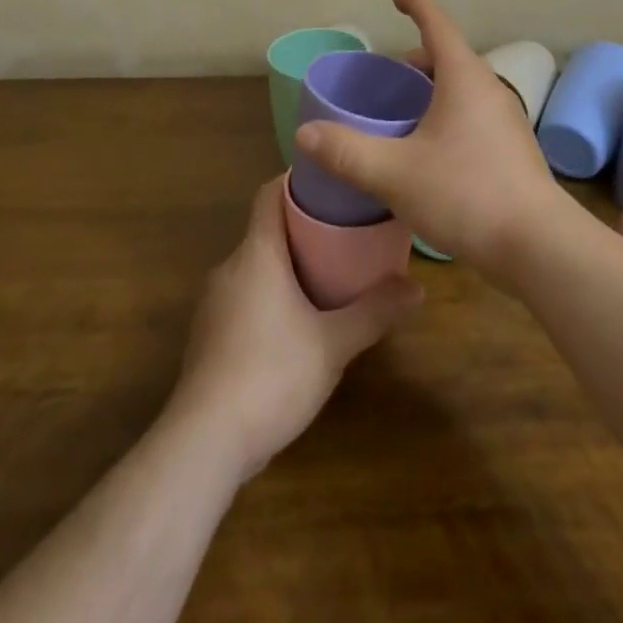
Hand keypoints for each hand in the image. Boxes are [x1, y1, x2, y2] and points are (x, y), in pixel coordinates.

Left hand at [170, 179, 421, 479]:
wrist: (204, 442)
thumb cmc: (271, 375)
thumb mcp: (333, 344)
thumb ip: (375, 312)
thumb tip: (418, 288)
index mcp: (257, 254)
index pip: (269, 194)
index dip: (297, 181)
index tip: (331, 182)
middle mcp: (229, 268)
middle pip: (266, 230)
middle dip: (302, 227)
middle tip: (345, 232)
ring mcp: (213, 303)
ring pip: (254, 266)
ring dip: (286, 264)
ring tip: (327, 273)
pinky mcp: (208, 335)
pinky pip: (243, 296)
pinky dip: (269, 294)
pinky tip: (295, 321)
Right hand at [294, 0, 575, 278]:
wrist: (538, 245)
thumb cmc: (466, 194)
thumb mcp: (395, 173)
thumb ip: (347, 151)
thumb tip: (305, 134)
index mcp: (464, 77)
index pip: (437, 24)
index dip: (416, 4)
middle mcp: (490, 89)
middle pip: (449, 58)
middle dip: (415, 60)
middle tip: (385, 76)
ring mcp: (506, 120)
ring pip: (462, 89)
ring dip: (432, 91)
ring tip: (401, 114)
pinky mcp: (512, 149)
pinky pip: (472, 115)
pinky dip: (446, 115)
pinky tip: (429, 150)